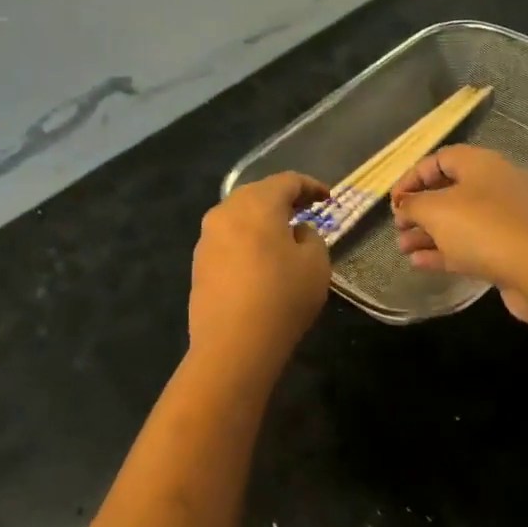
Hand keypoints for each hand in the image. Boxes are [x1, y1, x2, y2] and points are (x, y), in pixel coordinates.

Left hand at [190, 173, 333, 369]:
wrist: (233, 345)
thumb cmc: (283, 297)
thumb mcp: (316, 264)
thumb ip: (311, 237)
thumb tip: (295, 232)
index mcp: (257, 204)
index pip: (287, 181)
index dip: (311, 186)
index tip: (328, 198)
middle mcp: (226, 213)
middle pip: (257, 193)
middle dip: (283, 199)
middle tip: (305, 210)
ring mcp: (207, 239)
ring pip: (239, 216)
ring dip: (262, 220)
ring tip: (283, 235)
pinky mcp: (199, 265)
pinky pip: (228, 239)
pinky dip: (247, 240)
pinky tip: (260, 259)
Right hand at [390, 146, 527, 320]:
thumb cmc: (483, 228)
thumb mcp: (436, 210)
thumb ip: (413, 204)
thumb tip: (405, 205)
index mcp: (480, 164)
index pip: (439, 159)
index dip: (412, 177)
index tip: (393, 201)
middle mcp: (495, 185)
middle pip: (450, 191)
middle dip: (420, 209)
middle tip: (398, 226)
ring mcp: (505, 219)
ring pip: (459, 221)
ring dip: (428, 233)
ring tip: (402, 248)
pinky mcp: (508, 249)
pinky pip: (470, 245)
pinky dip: (444, 251)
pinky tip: (419, 262)